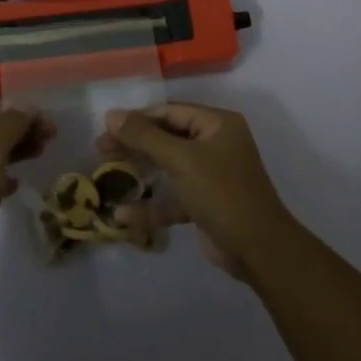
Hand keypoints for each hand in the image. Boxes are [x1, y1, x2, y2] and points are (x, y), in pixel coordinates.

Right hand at [96, 103, 298, 280]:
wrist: (259, 249)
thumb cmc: (222, 192)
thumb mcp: (181, 160)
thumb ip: (145, 136)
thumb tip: (111, 114)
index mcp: (217, 124)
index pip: (169, 112)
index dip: (137, 118)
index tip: (106, 128)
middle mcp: (215, 144)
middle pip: (166, 137)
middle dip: (134, 143)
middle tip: (101, 149)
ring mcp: (210, 174)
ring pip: (167, 166)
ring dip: (140, 171)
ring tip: (106, 172)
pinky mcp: (204, 203)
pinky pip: (173, 197)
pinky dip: (151, 205)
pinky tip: (124, 216)